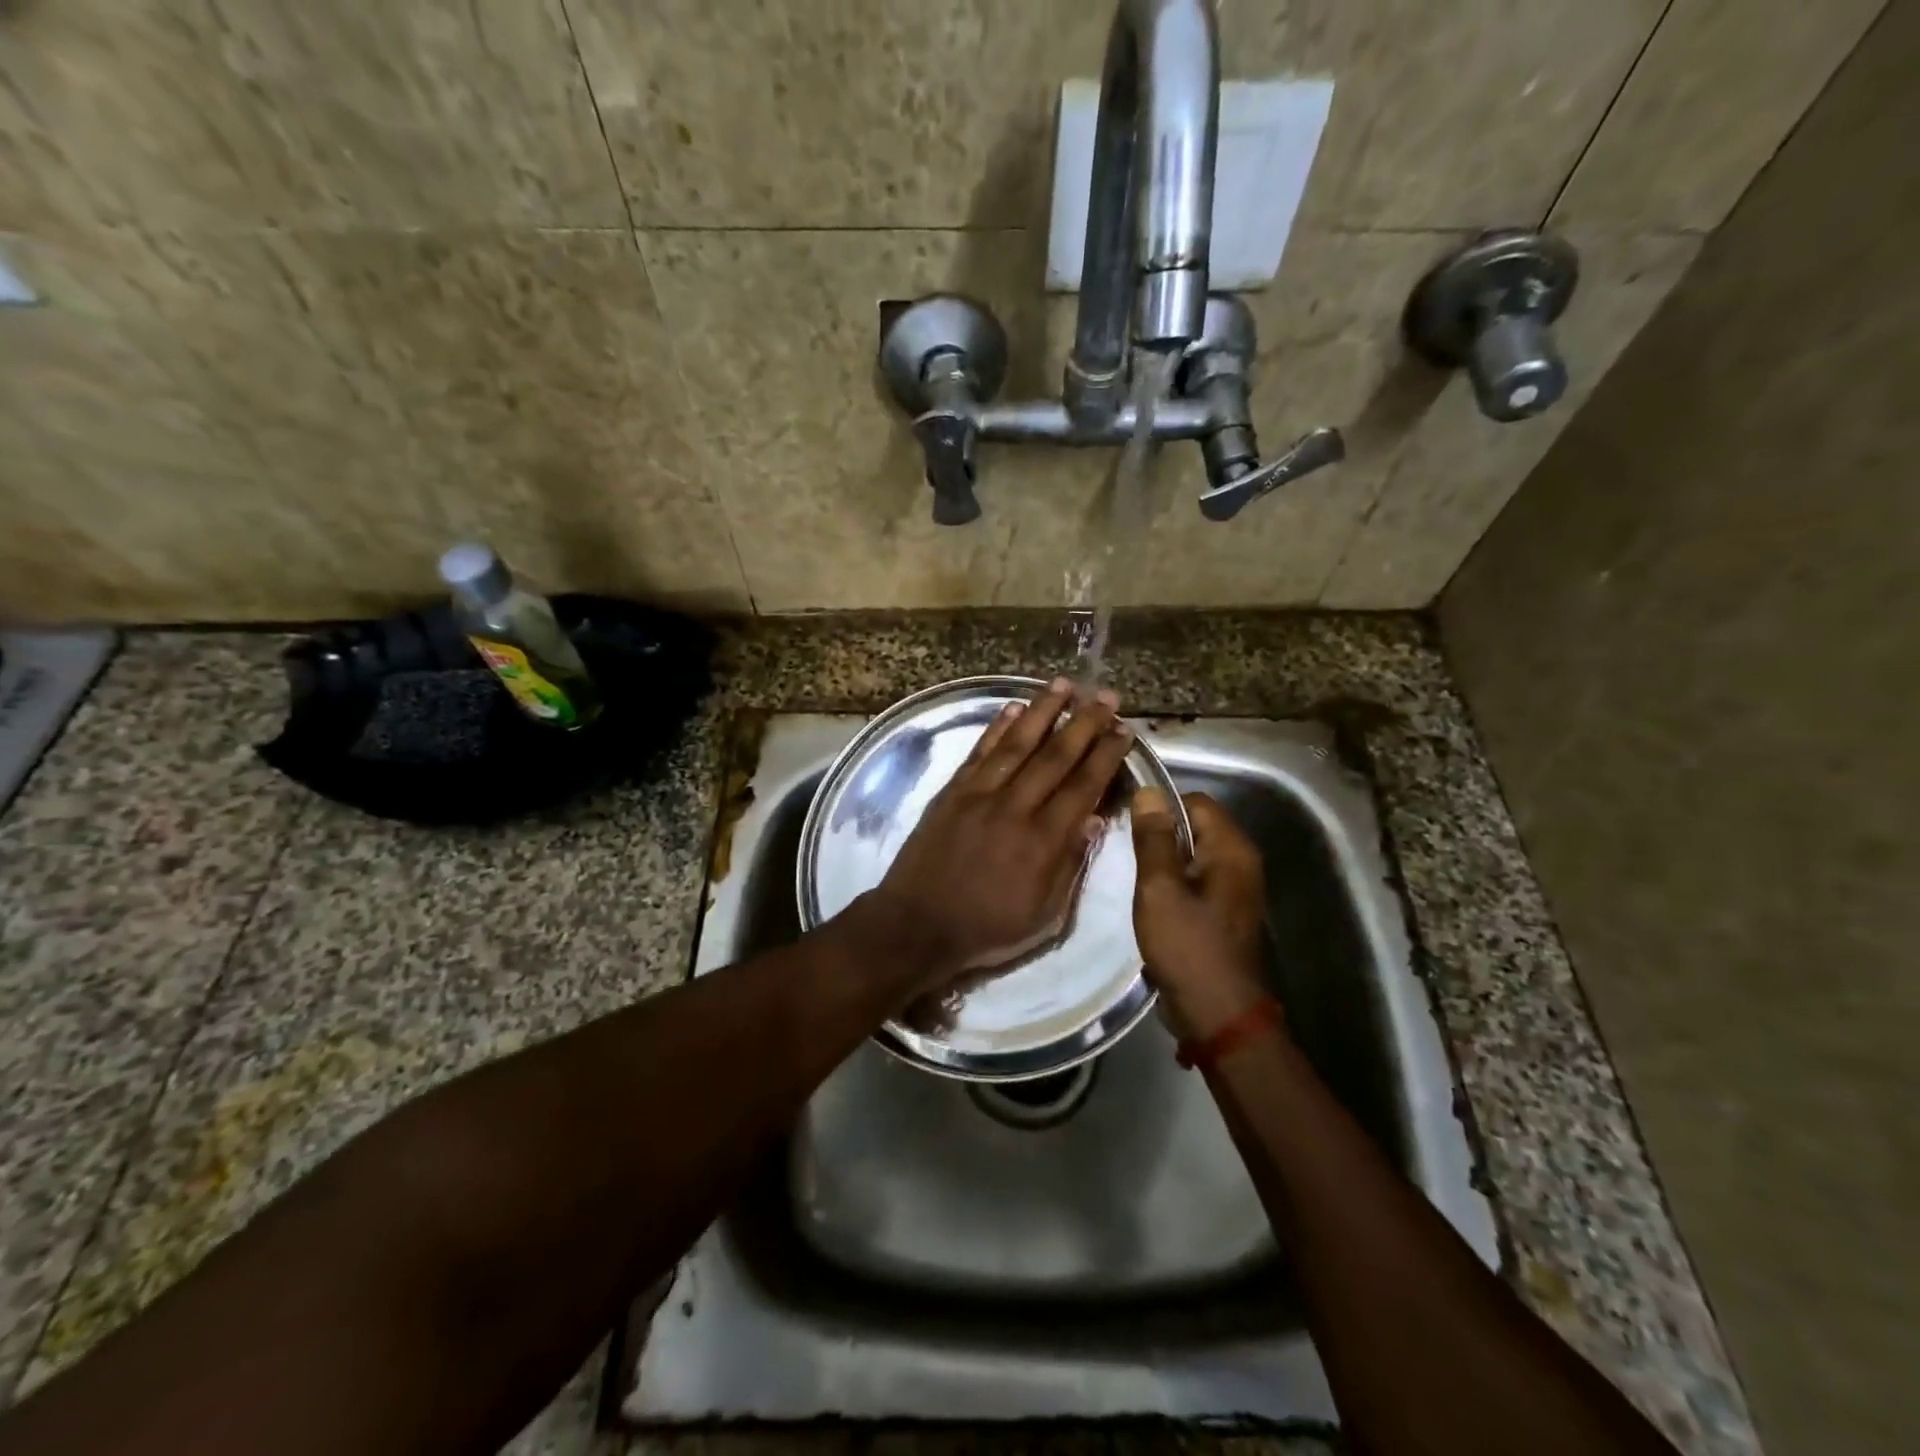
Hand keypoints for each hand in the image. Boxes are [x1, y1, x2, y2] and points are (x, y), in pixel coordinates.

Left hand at [863, 677, 1136, 989]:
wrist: (918, 924)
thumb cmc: (988, 927)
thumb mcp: (1045, 915)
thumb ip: (1070, 864)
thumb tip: (1095, 818)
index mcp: (1043, 841)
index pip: (1083, 786)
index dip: (1106, 756)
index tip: (1124, 731)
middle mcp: (1015, 807)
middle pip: (1056, 756)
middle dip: (1085, 723)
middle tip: (1107, 696)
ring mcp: (980, 794)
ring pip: (1018, 743)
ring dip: (1043, 711)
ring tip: (1064, 684)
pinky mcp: (952, 791)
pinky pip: (980, 751)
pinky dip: (998, 727)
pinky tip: (1015, 707)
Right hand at [1130, 789, 1271, 1040]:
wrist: (1217, 1013)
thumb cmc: (1187, 946)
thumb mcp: (1160, 888)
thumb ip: (1154, 839)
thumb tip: (1148, 792)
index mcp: (1232, 849)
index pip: (1195, 801)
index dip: (1160, 805)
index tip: (1127, 821)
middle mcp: (1241, 862)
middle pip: (1196, 825)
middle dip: (1160, 832)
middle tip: (1124, 847)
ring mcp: (1235, 888)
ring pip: (1194, 853)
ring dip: (1164, 858)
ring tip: (1132, 870)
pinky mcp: (1224, 910)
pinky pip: (1196, 878)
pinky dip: (1173, 879)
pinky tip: (1150, 895)